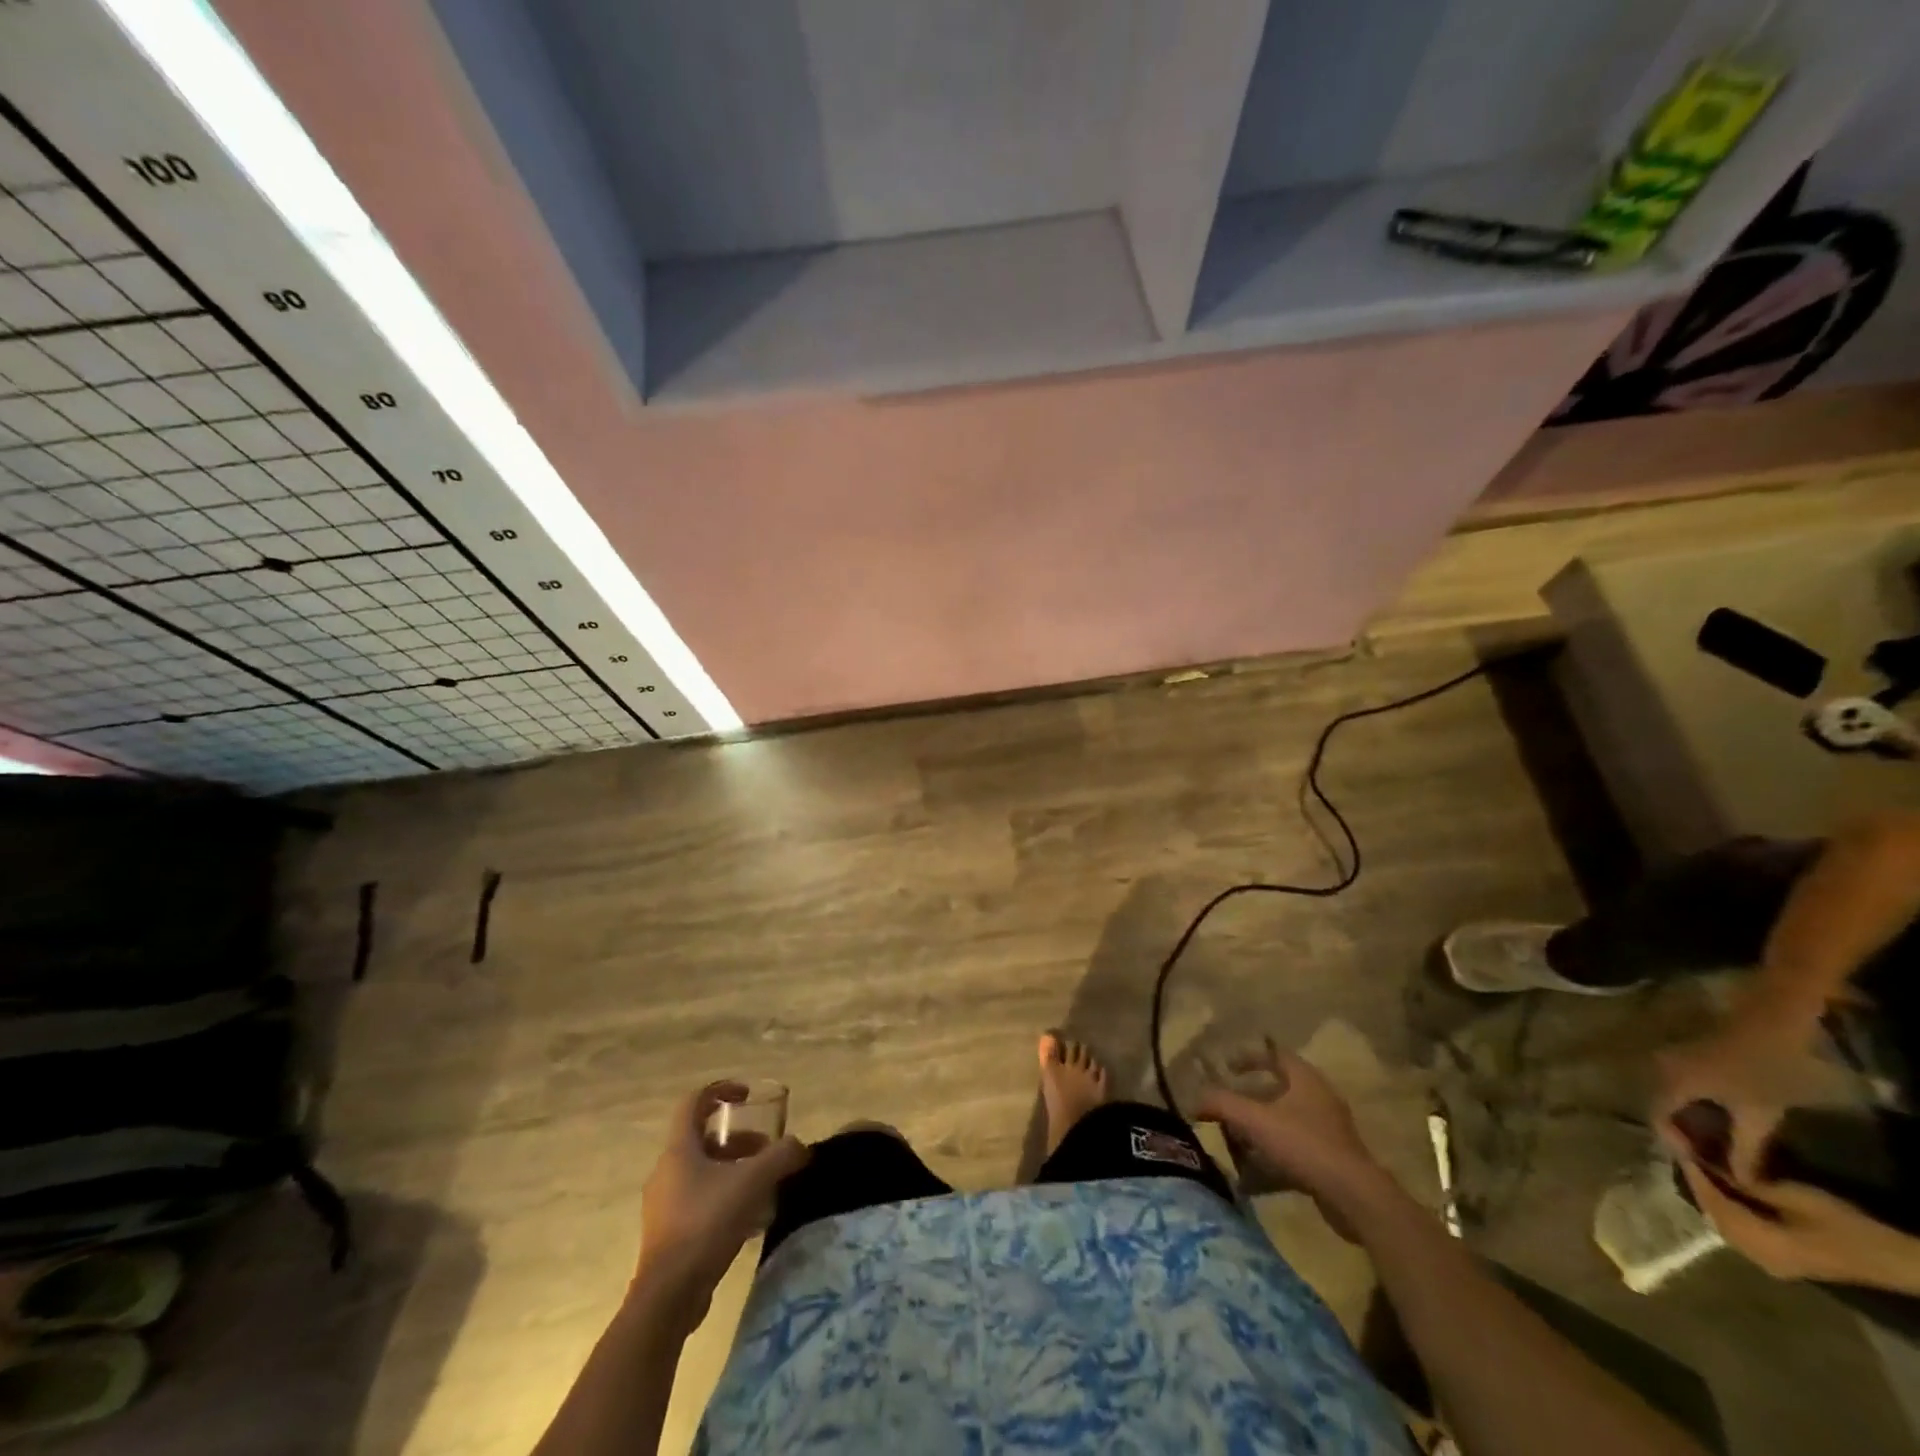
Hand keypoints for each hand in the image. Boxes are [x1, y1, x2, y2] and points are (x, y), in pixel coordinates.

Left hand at [634, 1081, 808, 1320]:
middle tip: (765, 1148)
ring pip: (702, 1171)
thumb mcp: (753, 1182)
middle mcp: (666, 1171)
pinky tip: (749, 1217)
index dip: (720, 1090)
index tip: (747, 1096)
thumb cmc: (706, 1224)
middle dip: (738, 1138)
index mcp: (679, 1150)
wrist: (668, 1296)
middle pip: (702, 1138)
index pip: (693, 1102)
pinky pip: (699, 1200)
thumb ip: (782, 1156)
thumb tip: (801, 1147)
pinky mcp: (668, 1234)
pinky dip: (724, 1196)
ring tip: (763, 1184)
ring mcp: (663, 1204)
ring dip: (733, 1169)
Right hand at [1195, 1038, 1386, 1232]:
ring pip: (1286, 1121)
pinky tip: (1254, 1176)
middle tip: (1227, 1105)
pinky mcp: (1332, 1160)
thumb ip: (1222, 1105)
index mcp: (1306, 1079)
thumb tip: (1193, 1099)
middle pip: (1279, 1089)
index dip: (1249, 1057)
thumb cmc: (1304, 1145)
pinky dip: (1273, 1155)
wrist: (1354, 1198)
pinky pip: (1295, 1149)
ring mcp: (1329, 1130)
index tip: (1226, 1067)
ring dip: (1260, 1128)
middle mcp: (1320, 1099)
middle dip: (1250, 1097)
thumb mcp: (1255, 1120)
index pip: (1275, 1054)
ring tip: (1235, 1141)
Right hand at [1655, 1008, 1833, 1180]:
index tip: (1707, 1170)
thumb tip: (1739, 1180)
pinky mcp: (1692, 1056)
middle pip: (1665, 1107)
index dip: (1680, 1148)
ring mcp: (1676, 1059)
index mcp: (1671, 1083)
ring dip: (1696, 1121)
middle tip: (1716, 1160)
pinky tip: (1729, 1120)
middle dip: (1688, 1135)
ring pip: (1676, 1097)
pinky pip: (1687, 1087)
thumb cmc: (1767, 1067)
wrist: (1777, 1017)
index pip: (1659, 1120)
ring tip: (1725, 1144)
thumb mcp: (1761, 1112)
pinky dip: (1702, 1107)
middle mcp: (1662, 1069)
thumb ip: (1746, 1147)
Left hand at [1679, 1161, 1919, 1291]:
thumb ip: (1746, 1185)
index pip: (1712, 1203)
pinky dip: (1728, 1211)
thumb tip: (1712, 1167)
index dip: (1693, 1174)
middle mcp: (1757, 1258)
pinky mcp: (1782, 1262)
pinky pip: (1740, 1233)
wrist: (1895, 1260)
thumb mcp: (1791, 1196)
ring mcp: (1770, 1264)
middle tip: (1685, 1154)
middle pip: (1713, 1215)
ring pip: (1724, 1225)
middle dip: (1697, 1184)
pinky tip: (1724, 1192)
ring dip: (1711, 1197)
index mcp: (1758, 1243)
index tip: (1677, 1147)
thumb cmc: (1844, 1225)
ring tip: (1699, 1167)